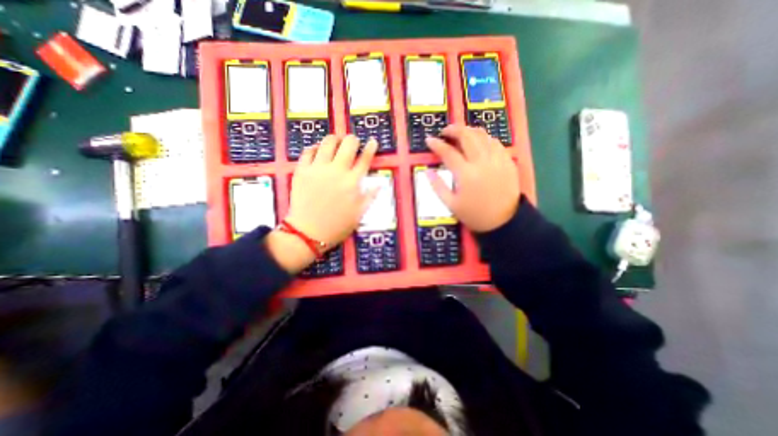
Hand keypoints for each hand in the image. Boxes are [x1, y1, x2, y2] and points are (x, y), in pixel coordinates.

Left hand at [289, 134, 380, 246]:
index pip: (365, 159)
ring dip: (335, 139)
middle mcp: (337, 171)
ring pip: (328, 143)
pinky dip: (315, 148)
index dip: (371, 148)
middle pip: (348, 144)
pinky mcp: (302, 170)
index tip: (372, 142)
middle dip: (353, 140)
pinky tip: (318, 150)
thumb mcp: (360, 213)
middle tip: (352, 143)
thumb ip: (370, 196)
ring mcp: (318, 169)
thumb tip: (380, 183)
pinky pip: (308, 151)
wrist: (309, 232)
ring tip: (336, 142)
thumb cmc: (337, 225)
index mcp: (352, 182)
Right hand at [424, 124, 517, 232]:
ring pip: (483, 135)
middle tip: (445, 131)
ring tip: (461, 134)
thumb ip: (437, 186)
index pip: (448, 153)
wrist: (503, 221)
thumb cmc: (474, 214)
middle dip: (454, 130)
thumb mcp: (451, 204)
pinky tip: (479, 142)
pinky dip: (484, 138)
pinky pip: (495, 142)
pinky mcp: (507, 161)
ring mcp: (497, 159)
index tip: (429, 139)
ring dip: (469, 131)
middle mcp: (482, 162)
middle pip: (467, 136)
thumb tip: (427, 171)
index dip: (437, 144)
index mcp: (466, 174)